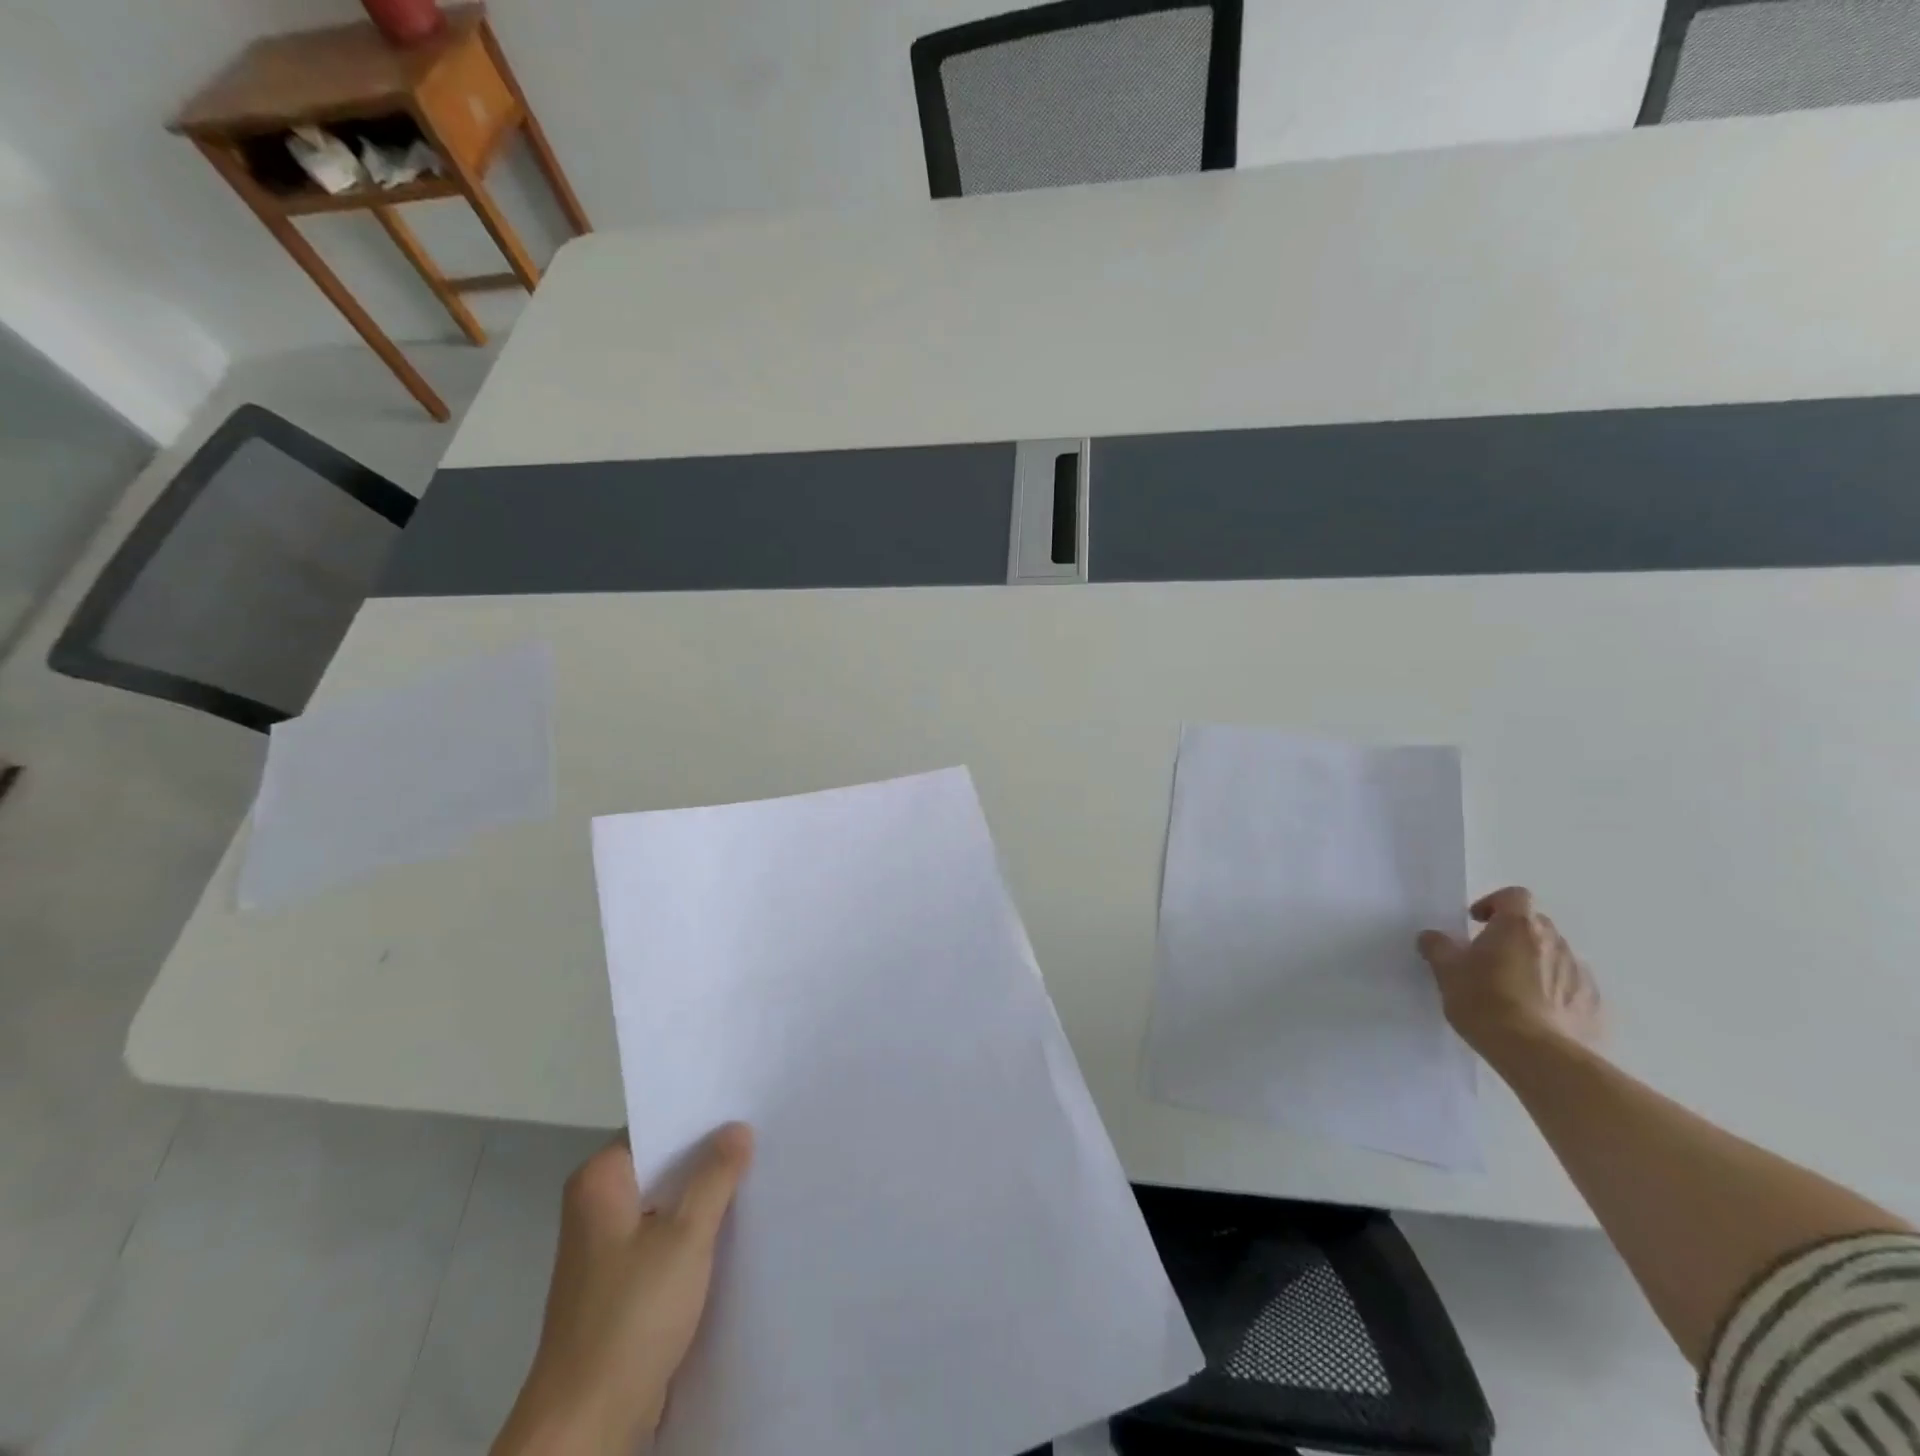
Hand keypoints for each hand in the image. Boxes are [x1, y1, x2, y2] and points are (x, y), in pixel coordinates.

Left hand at [491, 1123, 753, 1455]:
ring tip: (759, 1174)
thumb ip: (715, 1176)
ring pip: (667, 1204)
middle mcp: (598, 1206)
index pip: (656, 1127)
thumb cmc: (631, 1316)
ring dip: (705, 1198)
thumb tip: (738, 1128)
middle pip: (664, 1165)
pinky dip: (695, 1233)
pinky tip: (736, 1228)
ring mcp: (608, 1247)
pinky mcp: (621, 1284)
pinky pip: (665, 1239)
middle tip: (763, 1134)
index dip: (700, 1117)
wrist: (586, 1427)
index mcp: (600, 1182)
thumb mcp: (685, 1236)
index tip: (745, 1104)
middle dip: (709, 1157)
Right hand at [1416, 887, 1602, 1053]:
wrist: (1537, 1054)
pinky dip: (1555, 990)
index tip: (1476, 923)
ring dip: (1535, 962)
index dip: (1494, 903)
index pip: (1514, 896)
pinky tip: (1537, 1013)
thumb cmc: (1485, 1001)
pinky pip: (1571, 985)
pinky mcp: (1593, 1004)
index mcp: (1517, 927)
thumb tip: (1433, 937)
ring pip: (1554, 955)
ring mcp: (1578, 973)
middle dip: (1513, 934)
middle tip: (1489, 957)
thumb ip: (1437, 946)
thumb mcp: (1446, 971)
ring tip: (1513, 989)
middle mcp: (1553, 942)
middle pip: (1535, 924)